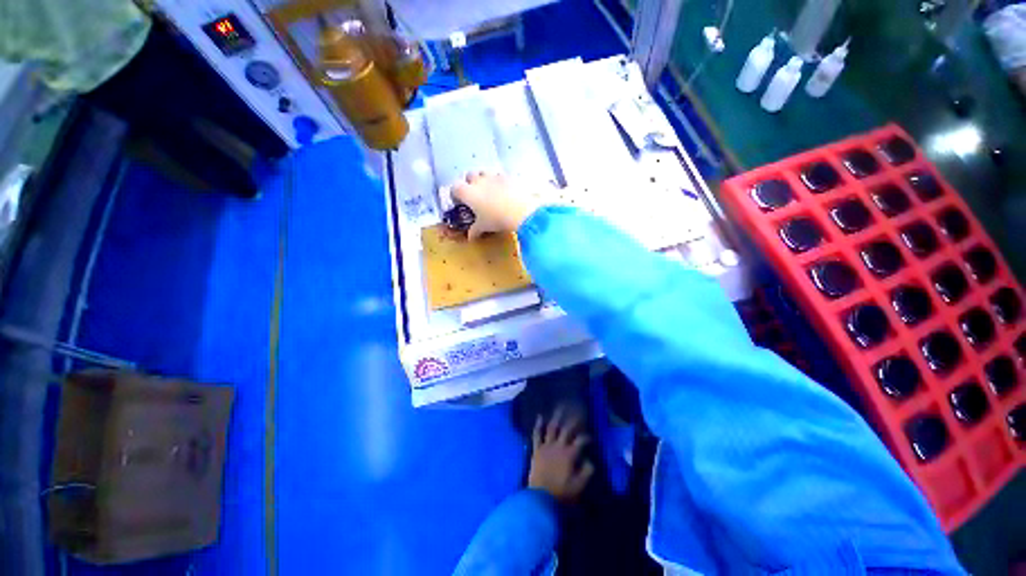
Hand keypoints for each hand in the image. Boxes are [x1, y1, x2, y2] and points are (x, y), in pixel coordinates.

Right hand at [451, 172, 542, 239]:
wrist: (520, 211)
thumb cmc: (496, 219)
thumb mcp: (483, 227)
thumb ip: (475, 230)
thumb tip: (470, 237)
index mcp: (467, 192)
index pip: (454, 188)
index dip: (456, 195)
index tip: (461, 203)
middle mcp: (478, 181)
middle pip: (469, 176)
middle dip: (470, 184)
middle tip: (475, 196)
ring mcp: (493, 176)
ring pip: (484, 173)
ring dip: (484, 180)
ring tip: (489, 192)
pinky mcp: (507, 177)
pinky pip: (499, 176)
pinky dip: (499, 182)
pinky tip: (504, 191)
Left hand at [527, 408, 593, 502]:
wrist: (540, 498)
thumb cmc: (561, 493)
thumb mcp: (579, 486)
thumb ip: (586, 471)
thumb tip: (590, 460)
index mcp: (569, 454)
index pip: (580, 440)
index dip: (586, 437)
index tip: (590, 436)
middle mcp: (558, 446)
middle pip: (566, 429)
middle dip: (572, 420)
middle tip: (576, 411)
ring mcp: (546, 446)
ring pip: (552, 428)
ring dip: (556, 417)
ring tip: (560, 407)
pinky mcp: (536, 449)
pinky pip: (537, 435)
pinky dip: (538, 425)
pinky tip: (539, 416)